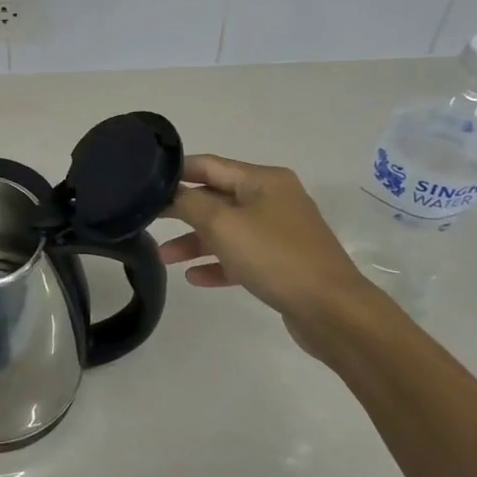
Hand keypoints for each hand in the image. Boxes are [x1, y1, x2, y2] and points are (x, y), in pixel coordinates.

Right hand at [158, 154, 377, 348]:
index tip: (143, 182)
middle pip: (216, 198)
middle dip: (182, 210)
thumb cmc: (275, 257)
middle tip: (147, 219)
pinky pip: (241, 256)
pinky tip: (193, 277)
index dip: (176, 172)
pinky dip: (217, 263)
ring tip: (163, 258)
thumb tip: (170, 194)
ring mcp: (279, 232)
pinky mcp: (281, 263)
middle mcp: (272, 199)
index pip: (209, 165)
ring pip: (226, 230)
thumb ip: (190, 204)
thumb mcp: (224, 225)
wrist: (333, 311)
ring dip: (194, 241)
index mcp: (263, 180)